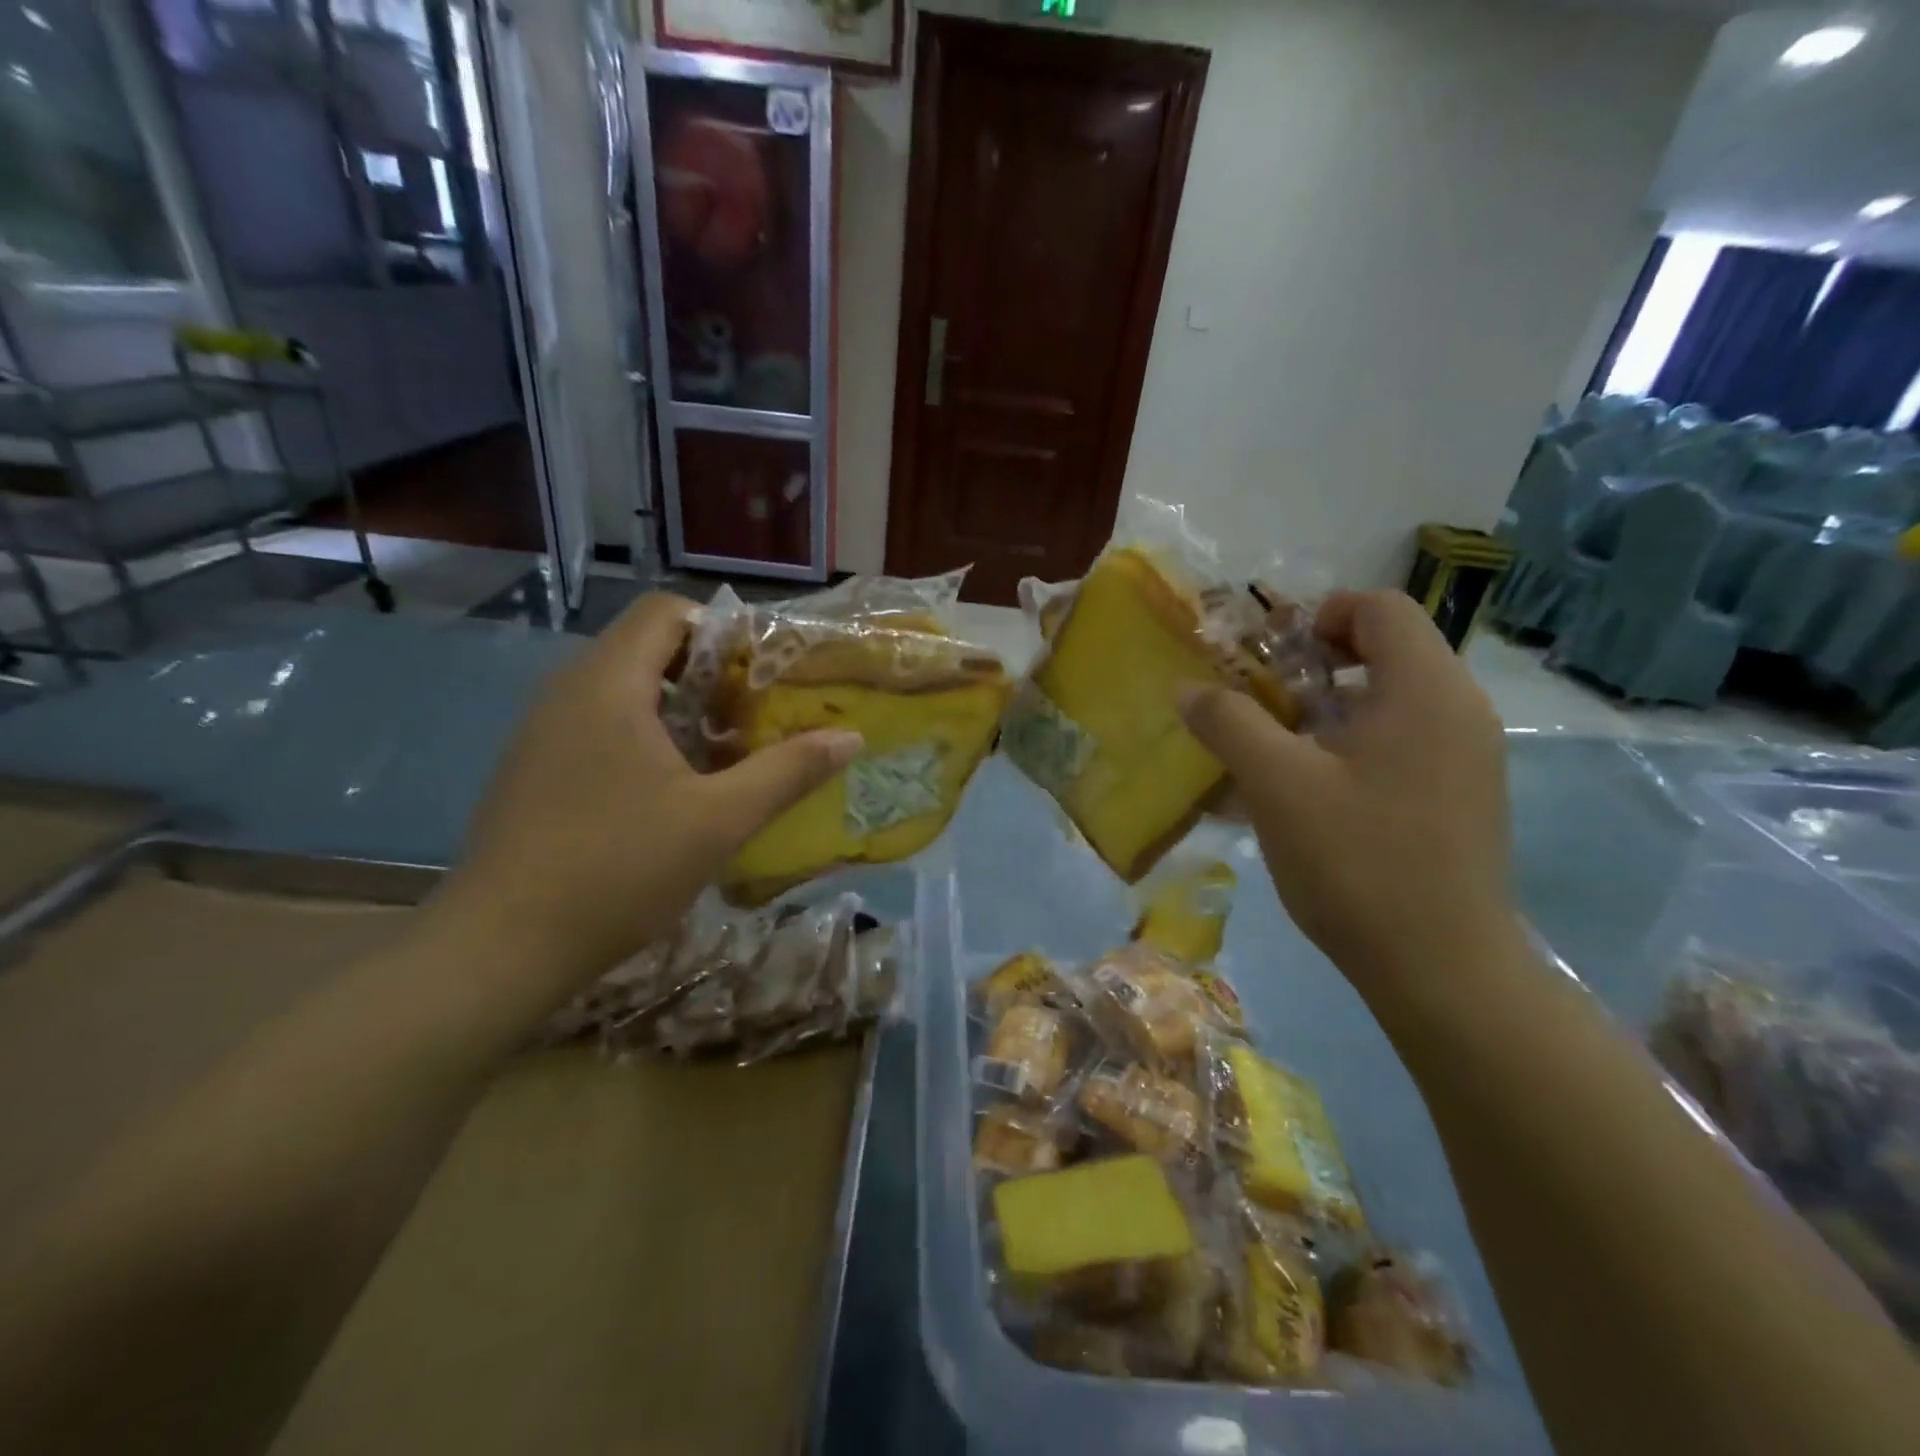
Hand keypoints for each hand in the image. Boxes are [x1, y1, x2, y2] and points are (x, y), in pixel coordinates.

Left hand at [437, 594, 862, 989]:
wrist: (500, 949)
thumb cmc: (617, 869)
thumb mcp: (719, 820)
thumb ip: (788, 771)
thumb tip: (850, 737)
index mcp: (608, 685)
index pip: (666, 611)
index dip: (722, 629)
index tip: (763, 673)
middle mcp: (568, 692)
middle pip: (648, 648)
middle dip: (710, 674)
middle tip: (757, 716)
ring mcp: (544, 732)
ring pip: (624, 690)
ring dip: (681, 709)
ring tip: (726, 753)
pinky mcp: (535, 769)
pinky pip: (600, 725)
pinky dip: (647, 737)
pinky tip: (673, 791)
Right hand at [1180, 591, 1511, 988]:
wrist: (1441, 968)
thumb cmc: (1357, 861)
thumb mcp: (1276, 784)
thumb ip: (1228, 723)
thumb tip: (1186, 687)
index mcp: (1425, 689)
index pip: (1379, 608)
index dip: (1318, 616)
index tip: (1269, 659)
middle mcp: (1459, 710)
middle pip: (1386, 651)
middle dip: (1314, 666)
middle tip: (1263, 704)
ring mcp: (1468, 757)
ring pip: (1391, 701)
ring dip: (1329, 710)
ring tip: (1278, 751)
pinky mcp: (1462, 797)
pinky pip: (1403, 743)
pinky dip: (1353, 746)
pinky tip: (1313, 794)